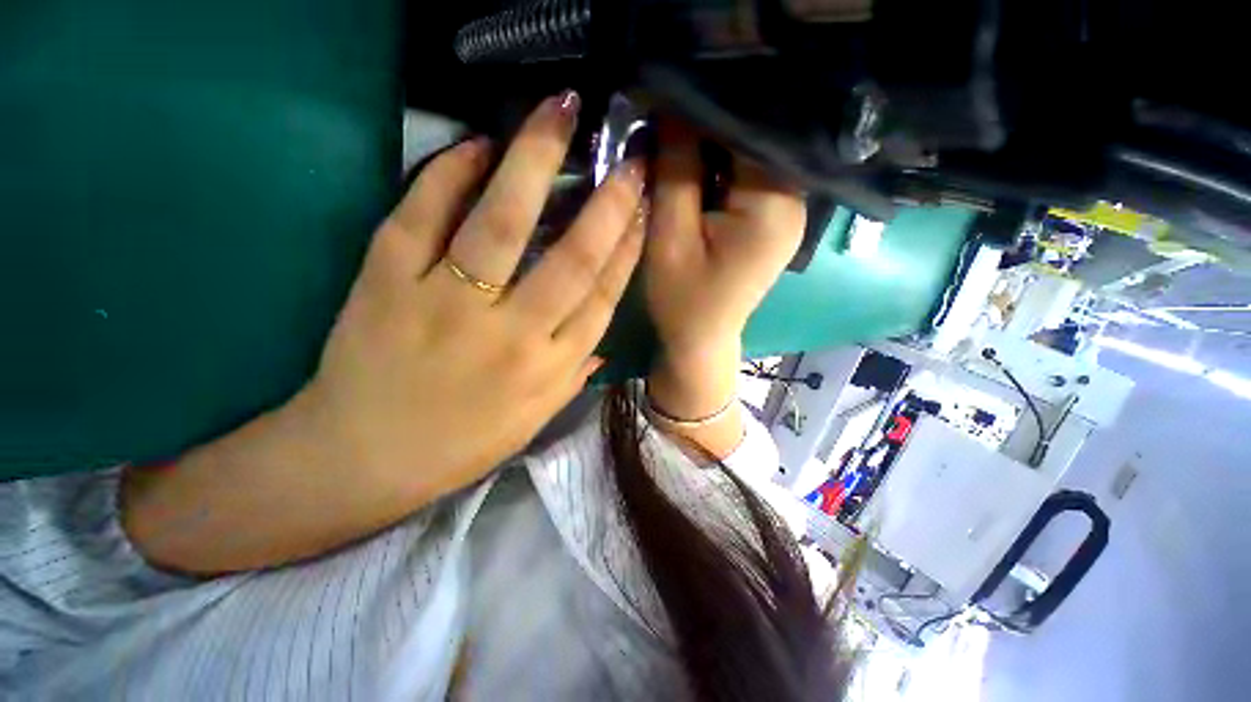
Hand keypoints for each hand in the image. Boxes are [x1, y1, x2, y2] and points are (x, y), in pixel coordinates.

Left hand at [122, 92, 646, 571]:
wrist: (362, 458)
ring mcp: (446, 304)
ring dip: (535, 163)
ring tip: (559, 112)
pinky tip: (476, 145)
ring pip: (501, 224)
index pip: (602, 298)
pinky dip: (449, 174)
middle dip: (607, 203)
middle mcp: (510, 334)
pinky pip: (422, 215)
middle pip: (571, 258)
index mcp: (548, 368)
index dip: (627, 249)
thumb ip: (573, 376)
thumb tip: (603, 340)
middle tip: (628, 156)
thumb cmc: (460, 445)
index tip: (643, 208)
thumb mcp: (533, 421)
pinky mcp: (386, 283)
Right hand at [642, 120, 804, 455]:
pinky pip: (750, 177)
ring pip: (751, 156)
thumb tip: (671, 105)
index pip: (749, 128)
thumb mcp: (669, 237)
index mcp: (773, 205)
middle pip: (755, 139)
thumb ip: (674, 170)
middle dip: (709, 128)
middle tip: (666, 121)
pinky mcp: (773, 221)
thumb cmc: (681, 300)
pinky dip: (722, 169)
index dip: (706, 108)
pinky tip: (696, 170)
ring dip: (714, 148)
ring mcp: (788, 211)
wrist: (699, 341)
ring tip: (676, 143)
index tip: (667, 98)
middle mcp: (794, 201)